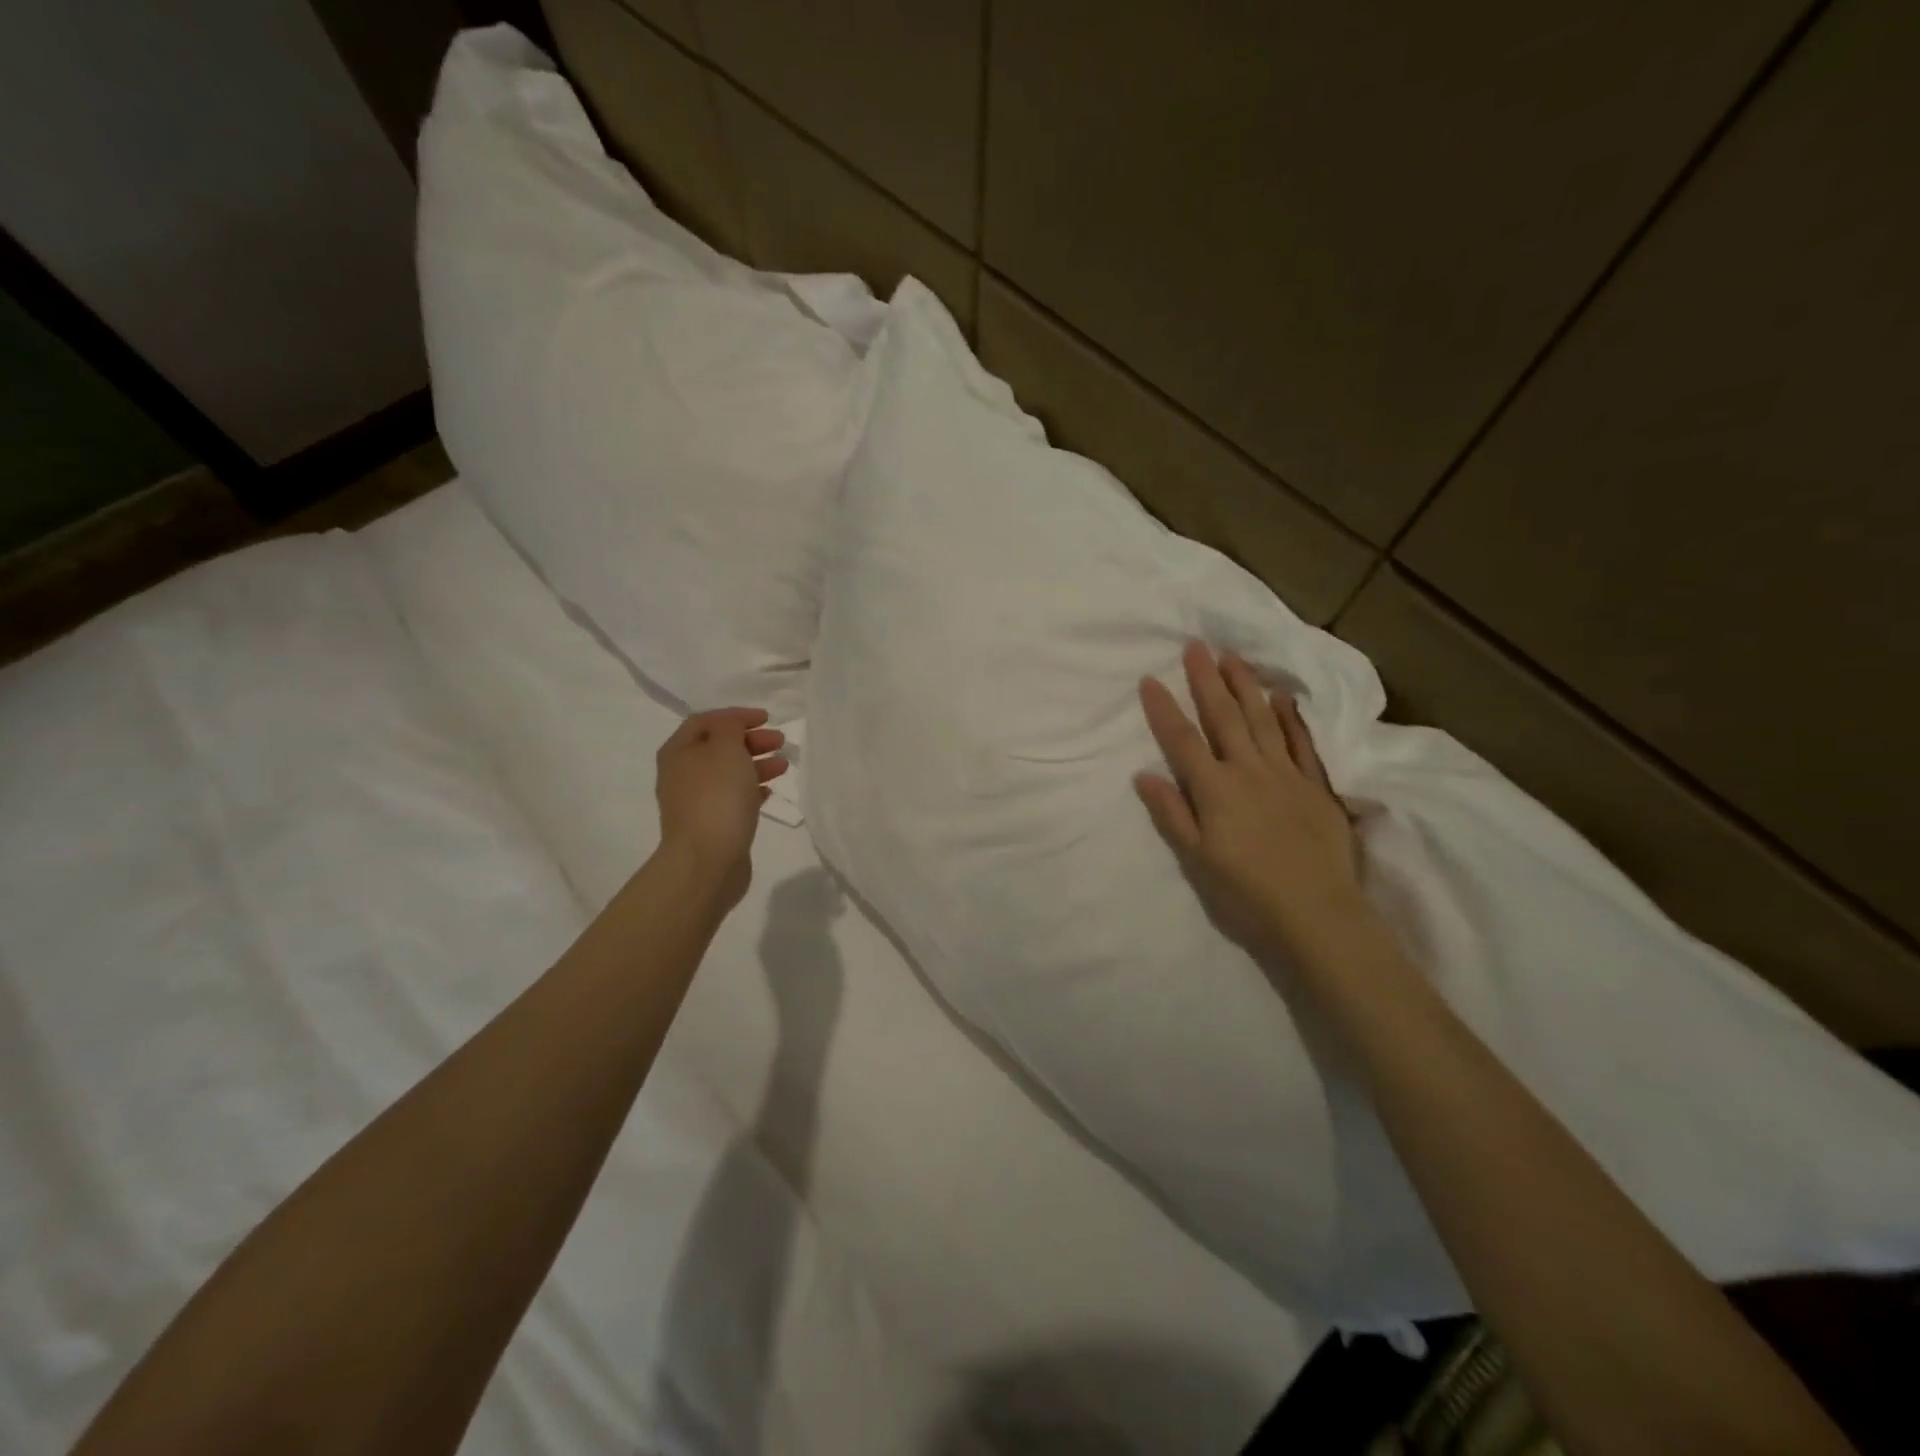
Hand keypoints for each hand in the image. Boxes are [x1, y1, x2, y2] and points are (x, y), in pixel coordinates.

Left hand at [654, 708, 788, 908]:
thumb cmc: (716, 797)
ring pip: (728, 773)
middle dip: (750, 740)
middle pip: (718, 747)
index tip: (767, 718)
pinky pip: (733, 798)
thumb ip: (730, 728)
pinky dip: (752, 789)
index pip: (706, 721)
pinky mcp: (711, 825)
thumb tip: (731, 727)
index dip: (736, 716)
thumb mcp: (725, 748)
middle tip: (779, 742)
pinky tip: (769, 791)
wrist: (707, 861)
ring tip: (783, 766)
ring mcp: (696, 802)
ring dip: (756, 764)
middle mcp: (682, 774)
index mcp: (678, 752)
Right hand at [1135, 642, 1366, 956]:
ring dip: (1245, 686)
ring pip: (1262, 720)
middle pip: (1223, 717)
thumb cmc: (1246, 893)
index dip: (1164, 709)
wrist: (1317, 914)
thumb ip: (1172, 813)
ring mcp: (1286, 775)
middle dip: (1206, 680)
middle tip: (1196, 645)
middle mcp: (1249, 771)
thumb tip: (1144, 774)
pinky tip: (1282, 697)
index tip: (1149, 678)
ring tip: (1233, 656)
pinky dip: (1290, 718)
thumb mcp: (1197, 860)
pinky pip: (1301, 743)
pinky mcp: (1316, 786)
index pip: (1182, 740)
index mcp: (1215, 790)